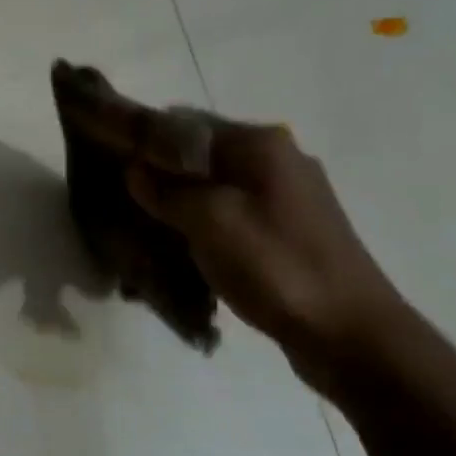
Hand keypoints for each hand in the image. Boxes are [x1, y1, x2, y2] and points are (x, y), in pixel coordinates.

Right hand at [123, 120, 404, 372]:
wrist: (349, 332)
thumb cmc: (276, 267)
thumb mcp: (210, 221)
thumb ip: (167, 191)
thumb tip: (135, 171)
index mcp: (259, 145)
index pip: (182, 123)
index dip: (140, 141)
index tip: (105, 165)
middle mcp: (275, 159)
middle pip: (197, 156)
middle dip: (156, 179)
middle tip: (121, 209)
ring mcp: (285, 196)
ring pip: (212, 188)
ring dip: (176, 208)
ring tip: (145, 238)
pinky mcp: (287, 230)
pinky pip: (228, 216)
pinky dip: (200, 229)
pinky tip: (181, 256)